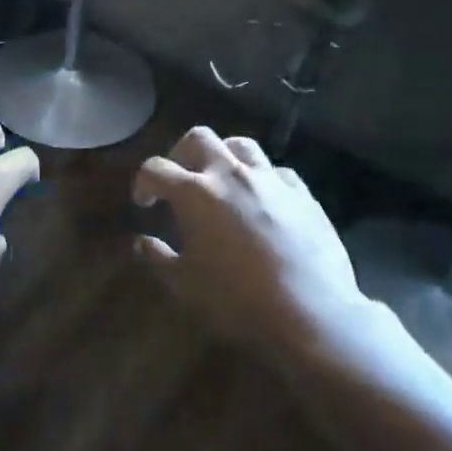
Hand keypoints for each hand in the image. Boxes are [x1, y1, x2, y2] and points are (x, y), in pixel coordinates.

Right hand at [132, 127, 368, 353]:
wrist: (309, 312)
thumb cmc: (236, 299)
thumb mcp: (184, 285)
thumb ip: (158, 258)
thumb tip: (141, 242)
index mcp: (195, 193)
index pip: (156, 169)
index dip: (144, 182)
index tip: (144, 202)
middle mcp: (231, 174)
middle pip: (199, 138)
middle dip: (182, 153)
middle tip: (180, 178)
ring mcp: (270, 180)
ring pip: (241, 145)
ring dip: (224, 155)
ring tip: (222, 179)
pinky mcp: (302, 194)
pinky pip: (277, 172)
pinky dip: (263, 179)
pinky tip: (264, 199)